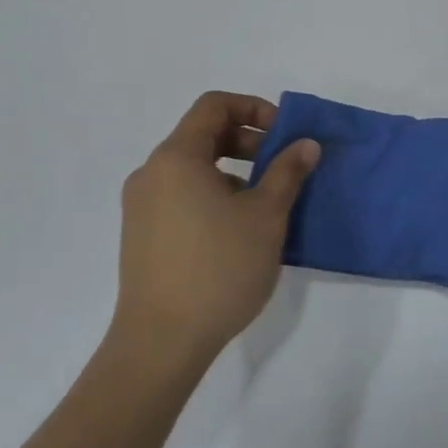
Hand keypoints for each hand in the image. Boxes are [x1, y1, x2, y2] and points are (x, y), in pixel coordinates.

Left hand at [106, 92, 319, 371]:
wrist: (162, 341)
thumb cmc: (219, 268)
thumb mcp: (266, 216)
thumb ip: (288, 172)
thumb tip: (306, 144)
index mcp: (176, 158)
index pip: (214, 106)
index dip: (254, 108)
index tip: (285, 134)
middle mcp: (151, 174)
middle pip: (202, 135)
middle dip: (248, 141)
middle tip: (283, 167)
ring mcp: (141, 206)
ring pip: (193, 169)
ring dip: (234, 171)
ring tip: (267, 203)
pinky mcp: (142, 235)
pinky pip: (182, 196)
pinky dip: (214, 195)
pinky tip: (239, 230)